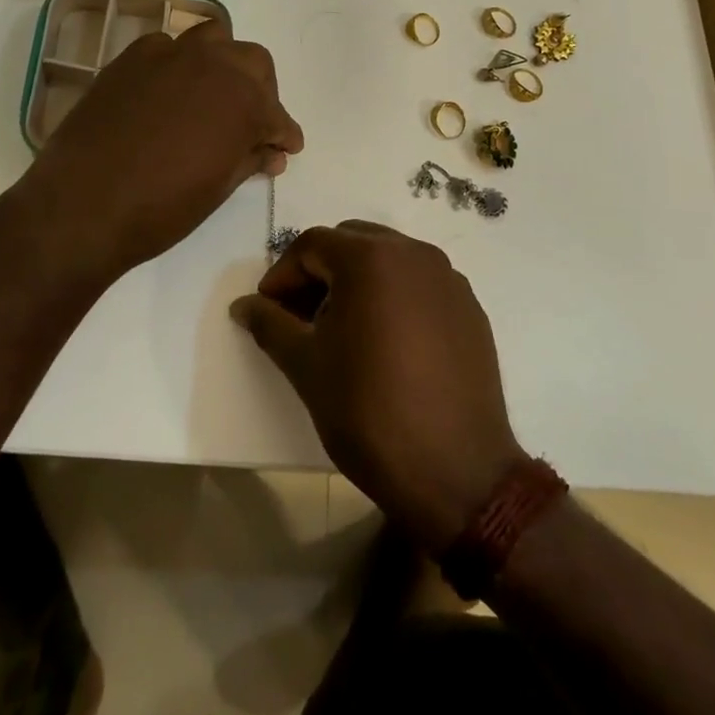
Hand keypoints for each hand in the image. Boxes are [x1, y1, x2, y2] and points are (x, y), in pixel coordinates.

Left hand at [23, 21, 303, 284]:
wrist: (83, 205)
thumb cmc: (162, 208)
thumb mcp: (219, 188)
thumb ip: (250, 159)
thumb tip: (271, 152)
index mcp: (244, 100)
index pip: (278, 115)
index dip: (284, 135)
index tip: (285, 149)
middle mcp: (214, 65)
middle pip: (253, 62)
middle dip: (261, 90)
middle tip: (252, 124)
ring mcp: (170, 54)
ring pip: (214, 39)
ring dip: (223, 64)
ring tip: (214, 96)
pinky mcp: (131, 58)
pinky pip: (167, 47)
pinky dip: (178, 64)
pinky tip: (168, 93)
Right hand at [231, 222, 525, 551]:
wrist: (456, 472)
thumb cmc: (368, 411)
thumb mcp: (306, 366)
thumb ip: (270, 324)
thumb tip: (244, 305)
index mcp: (371, 258)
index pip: (312, 245)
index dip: (282, 274)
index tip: (267, 311)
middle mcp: (414, 254)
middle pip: (352, 242)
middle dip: (319, 271)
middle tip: (300, 315)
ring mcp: (448, 279)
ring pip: (389, 259)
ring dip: (357, 280)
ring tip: (341, 328)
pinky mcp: (470, 308)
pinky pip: (420, 284)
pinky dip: (394, 297)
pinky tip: (385, 342)